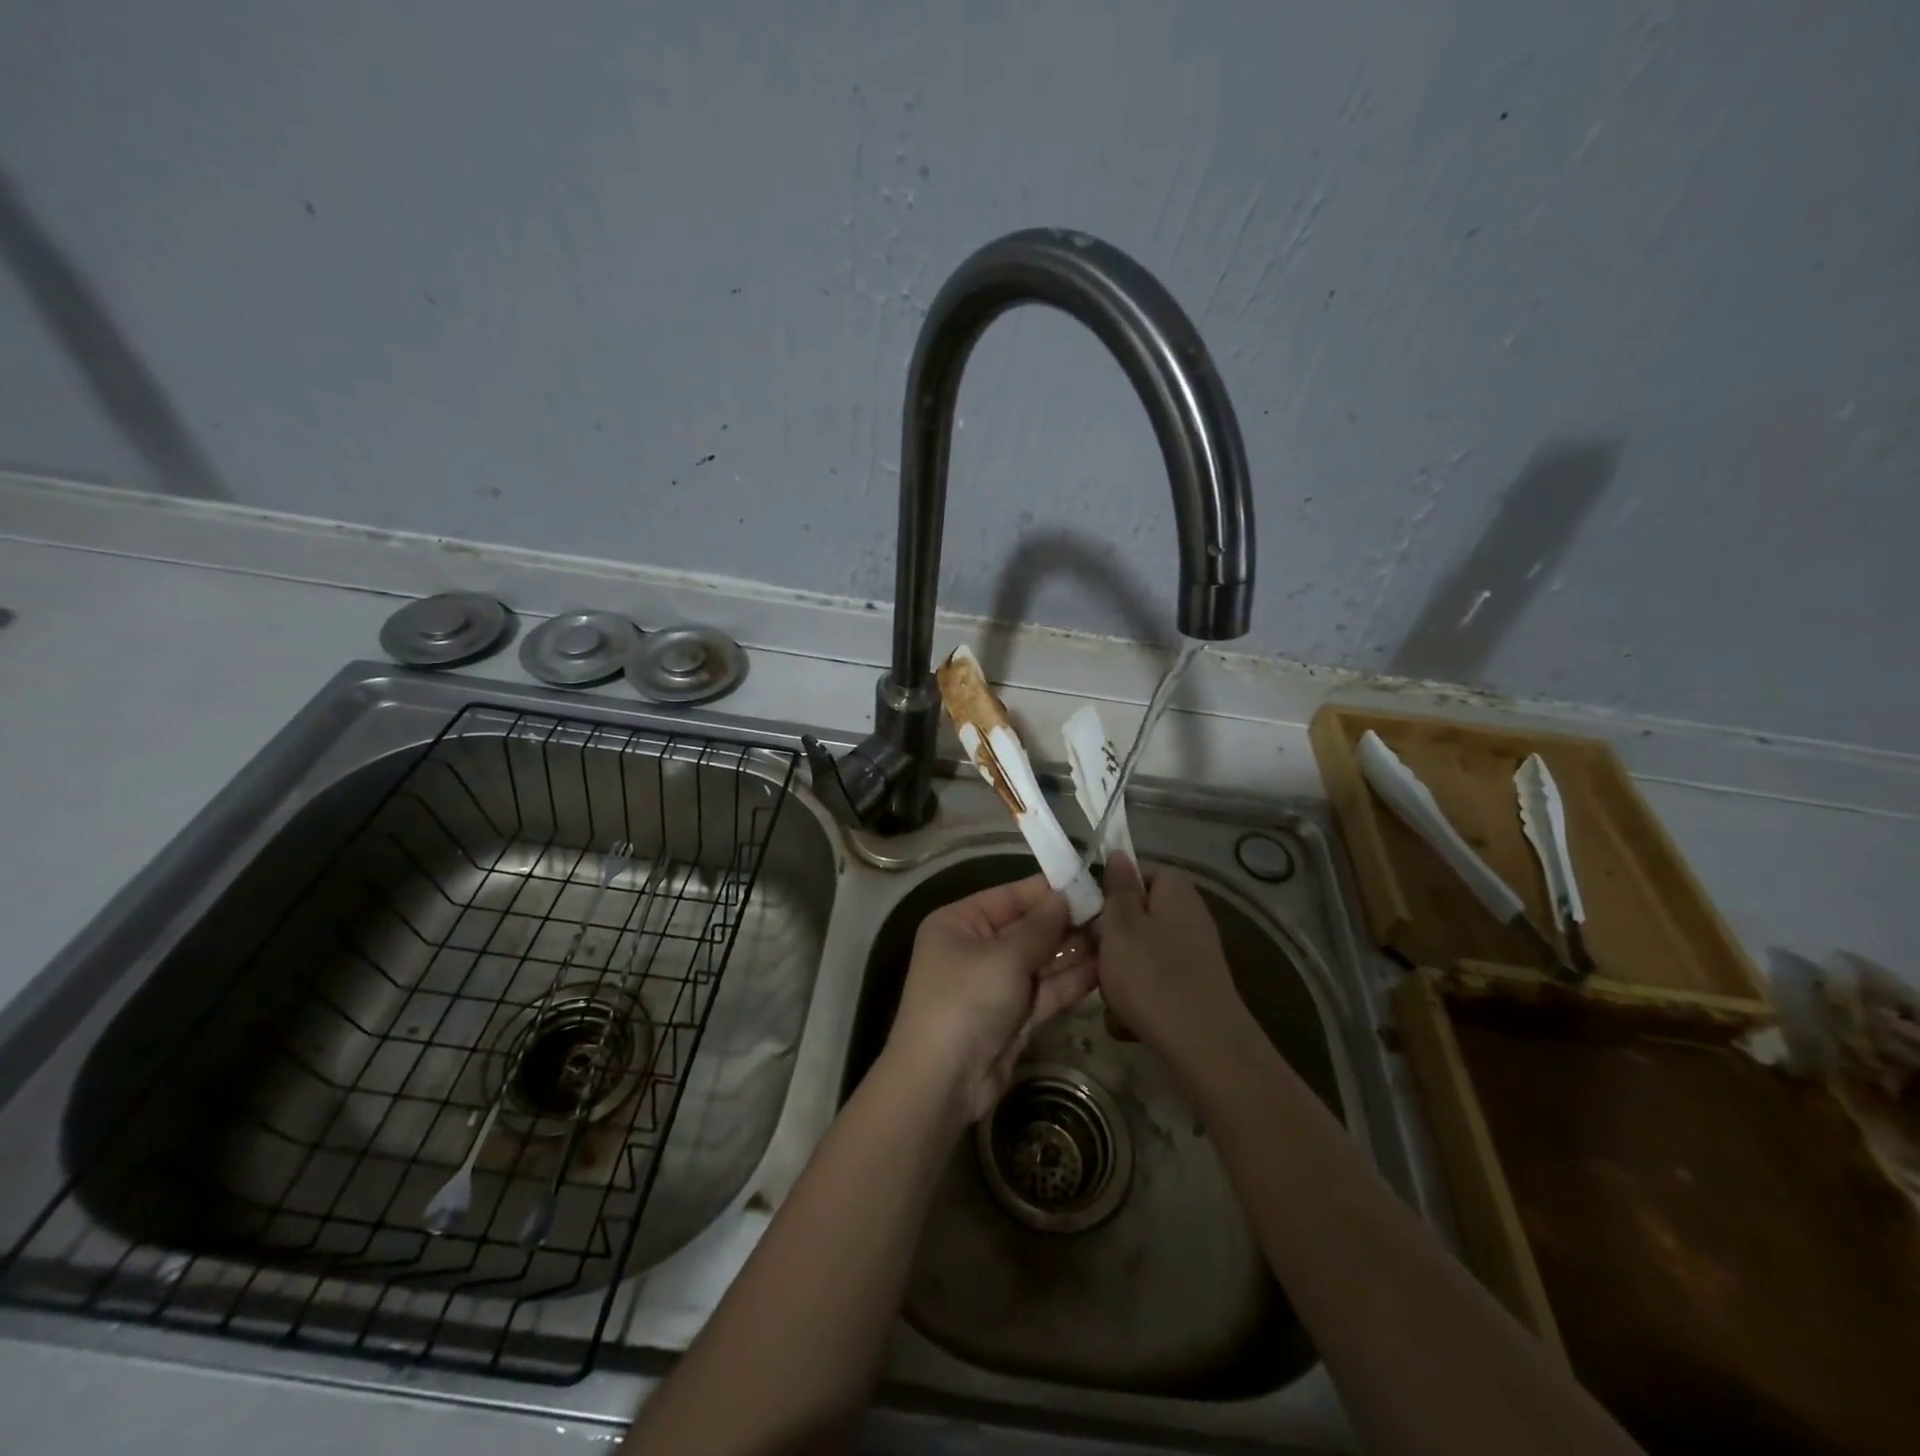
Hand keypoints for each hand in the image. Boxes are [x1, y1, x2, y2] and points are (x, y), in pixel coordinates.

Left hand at [882, 875, 1097, 1127]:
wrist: (943, 1083)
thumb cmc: (966, 1001)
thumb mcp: (1004, 956)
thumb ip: (1040, 926)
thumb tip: (1065, 896)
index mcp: (960, 922)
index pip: (1010, 896)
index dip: (1049, 890)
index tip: (1091, 881)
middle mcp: (977, 948)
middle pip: (1029, 928)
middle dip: (1068, 922)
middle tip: (1115, 912)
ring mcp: (997, 983)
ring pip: (1042, 960)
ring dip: (1075, 950)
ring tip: (1118, 936)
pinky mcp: (1015, 1015)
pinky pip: (1047, 989)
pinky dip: (1072, 980)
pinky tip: (1106, 967)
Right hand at [1096, 854, 1250, 1072]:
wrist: (1204, 1046)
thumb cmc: (1152, 976)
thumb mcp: (1121, 925)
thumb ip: (1118, 887)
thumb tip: (1118, 852)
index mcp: (1175, 889)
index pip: (1135, 872)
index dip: (1108, 890)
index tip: (1087, 913)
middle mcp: (1190, 914)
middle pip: (1136, 915)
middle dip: (1111, 939)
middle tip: (1094, 957)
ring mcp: (1194, 952)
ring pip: (1141, 951)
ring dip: (1121, 973)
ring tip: (1110, 996)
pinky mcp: (1194, 987)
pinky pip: (1154, 981)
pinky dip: (1139, 997)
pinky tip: (1127, 1022)